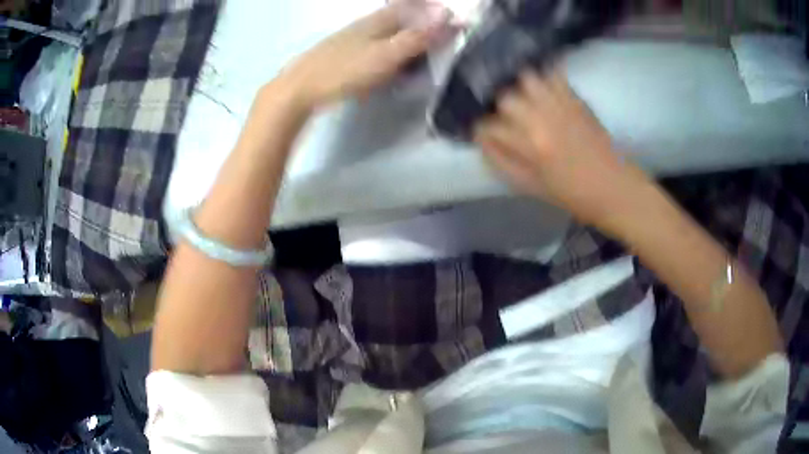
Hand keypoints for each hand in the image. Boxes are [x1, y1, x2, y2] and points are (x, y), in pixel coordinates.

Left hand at [279, 3, 448, 109]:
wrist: (299, 88)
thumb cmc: (345, 70)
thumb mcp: (386, 54)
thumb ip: (417, 37)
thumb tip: (449, 16)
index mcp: (379, 20)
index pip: (412, 6)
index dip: (433, 10)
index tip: (452, 20)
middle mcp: (367, 24)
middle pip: (400, 16)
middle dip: (421, 22)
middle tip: (441, 37)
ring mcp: (353, 38)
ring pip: (387, 30)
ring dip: (406, 35)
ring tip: (421, 51)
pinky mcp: (345, 54)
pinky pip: (375, 45)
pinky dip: (390, 50)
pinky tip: (391, 61)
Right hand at [473, 70, 652, 230]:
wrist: (614, 187)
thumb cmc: (572, 194)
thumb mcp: (530, 186)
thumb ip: (501, 162)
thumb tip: (481, 139)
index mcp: (529, 145)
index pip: (489, 126)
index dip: (481, 129)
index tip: (482, 132)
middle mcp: (542, 118)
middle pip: (504, 97)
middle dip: (498, 107)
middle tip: (504, 117)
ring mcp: (560, 104)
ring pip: (526, 77)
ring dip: (519, 86)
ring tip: (521, 97)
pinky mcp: (576, 98)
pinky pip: (554, 75)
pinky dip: (543, 77)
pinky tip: (541, 88)